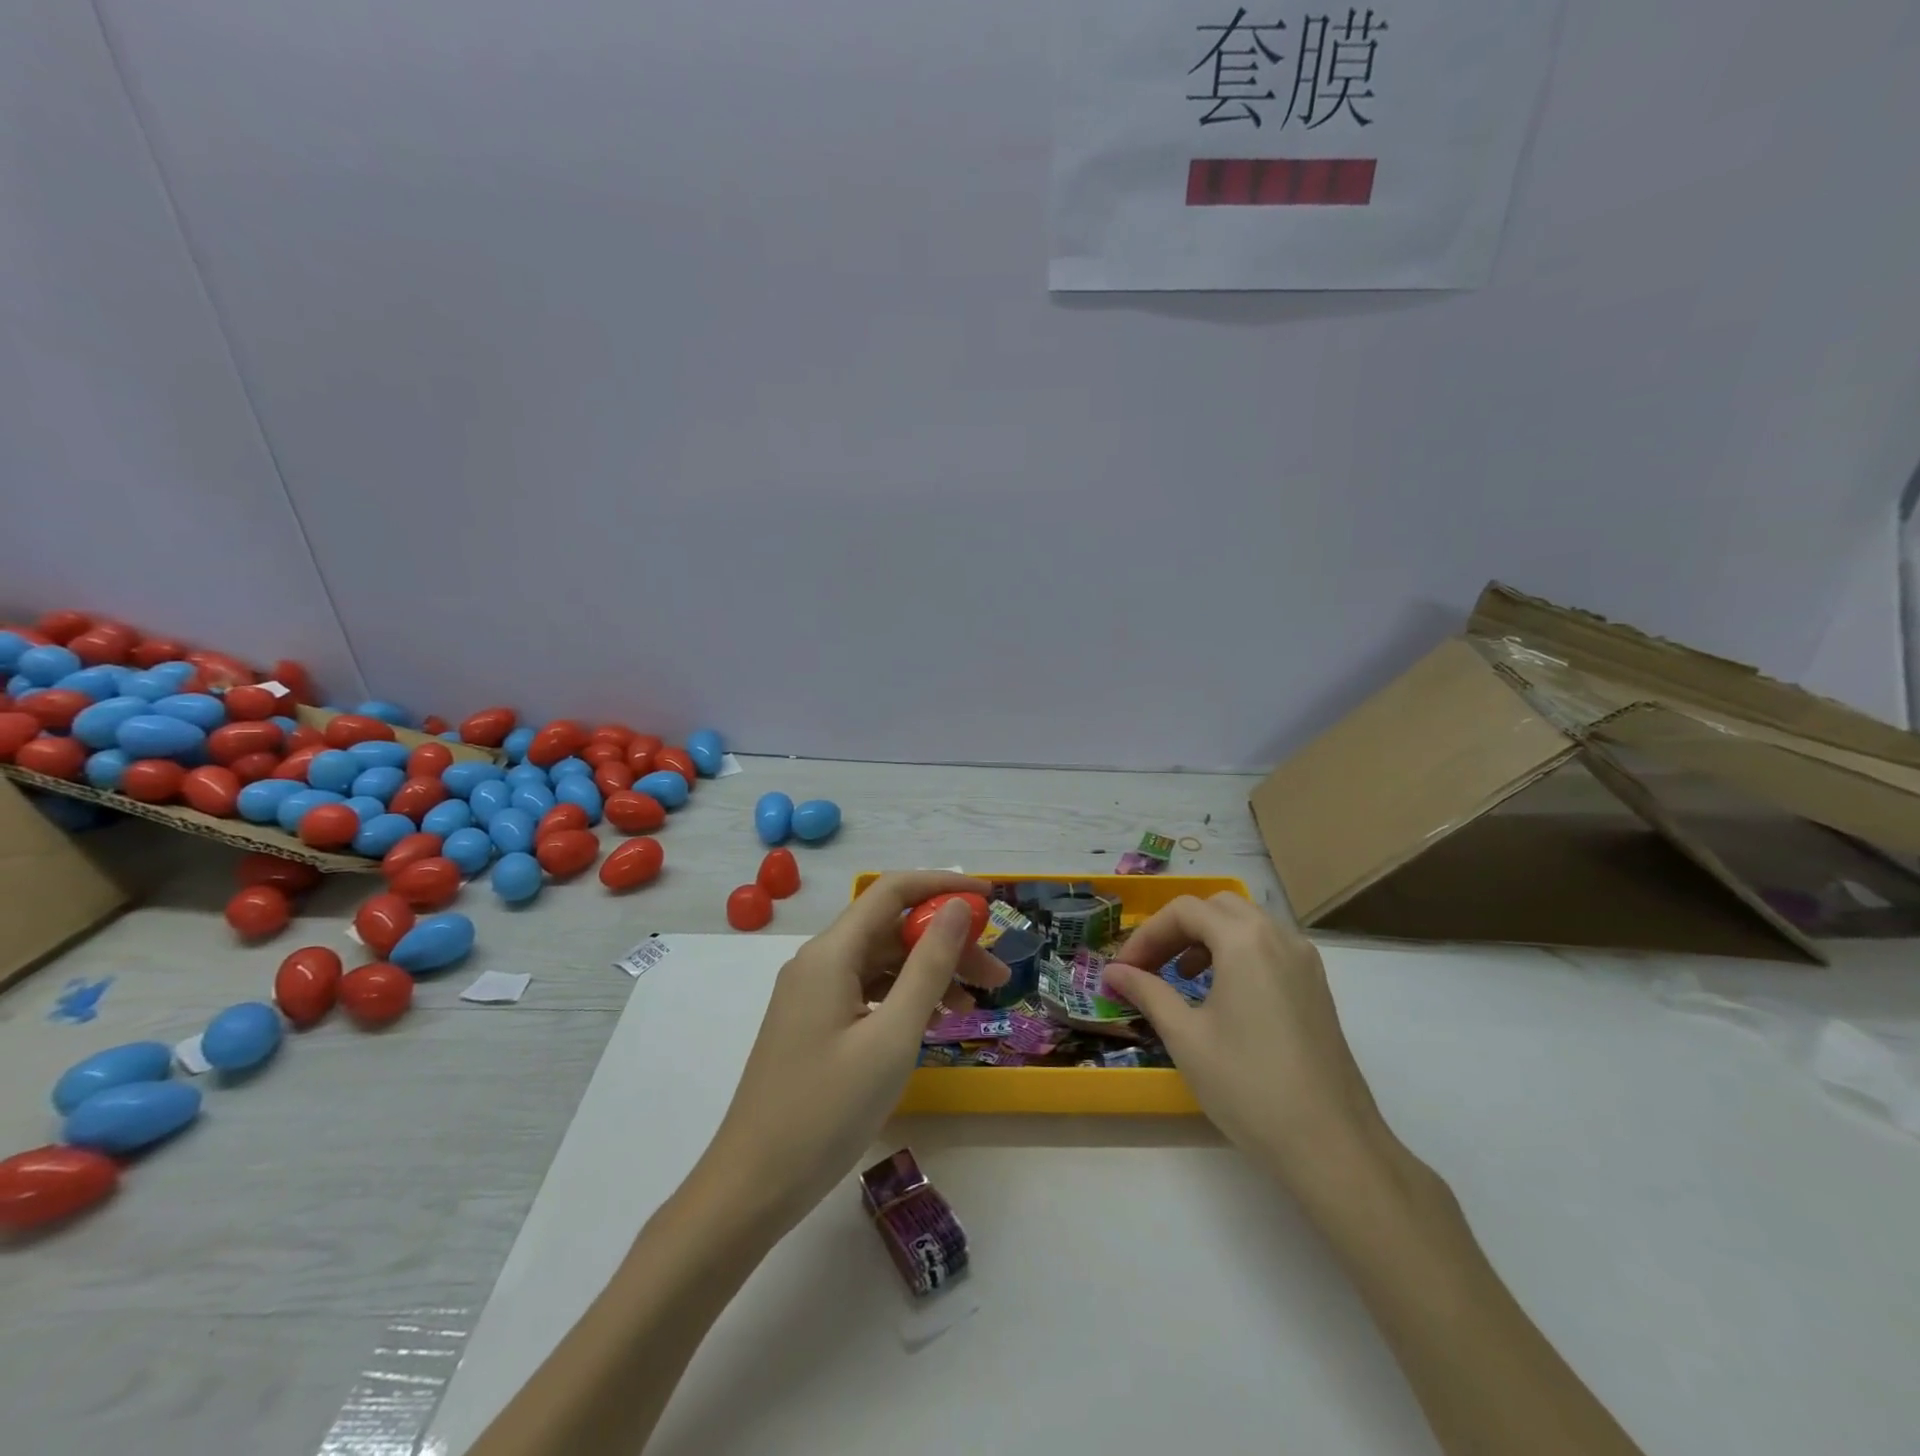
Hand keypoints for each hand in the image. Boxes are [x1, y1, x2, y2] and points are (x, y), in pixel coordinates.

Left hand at [698, 872, 1009, 1231]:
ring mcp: (813, 994)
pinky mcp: (814, 1023)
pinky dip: (905, 998)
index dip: (943, 886)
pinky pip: (868, 992)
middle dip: (946, 942)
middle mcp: (819, 962)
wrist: (752, 1186)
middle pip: (891, 929)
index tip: (992, 901)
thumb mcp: (892, 1037)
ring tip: (976, 1005)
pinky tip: (935, 1022)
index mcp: (831, 953)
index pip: (893, 891)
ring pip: (882, 963)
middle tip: (997, 976)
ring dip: (930, 973)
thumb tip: (957, 908)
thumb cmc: (827, 1110)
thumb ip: (928, 966)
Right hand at [1102, 894, 1388, 1194]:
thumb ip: (1147, 992)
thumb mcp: (1186, 1036)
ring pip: (1246, 924)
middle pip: (1217, 907)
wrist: (1331, 1146)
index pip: (1184, 911)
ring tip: (1181, 976)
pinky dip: (1236, 952)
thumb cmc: (1248, 1085)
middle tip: (1150, 965)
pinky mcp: (1316, 986)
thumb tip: (1113, 972)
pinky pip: (1268, 947)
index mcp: (1245, 940)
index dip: (1146, 934)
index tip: (1124, 969)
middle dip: (1177, 929)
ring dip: (1207, 938)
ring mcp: (1304, 960)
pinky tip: (1221, 994)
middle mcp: (1279, 936)